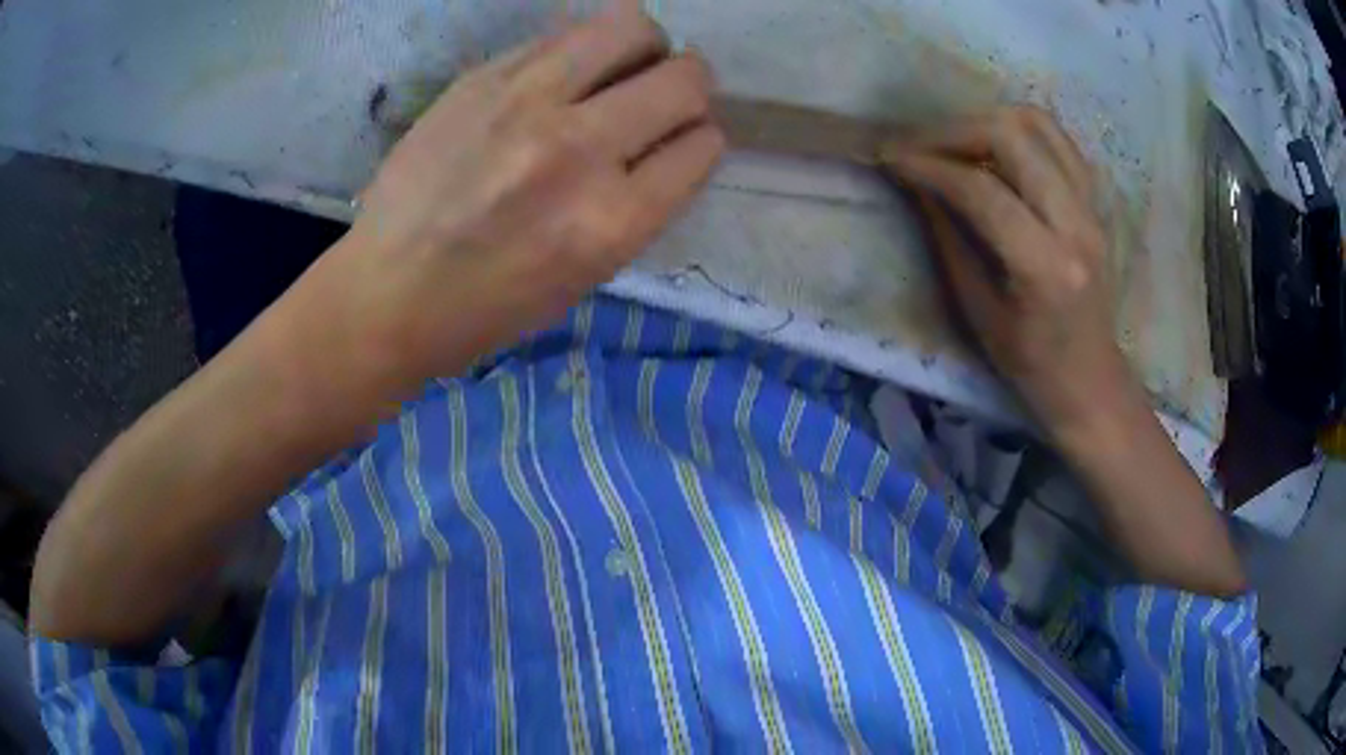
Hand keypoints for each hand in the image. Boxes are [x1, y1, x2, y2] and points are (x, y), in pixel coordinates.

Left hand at [327, 1, 723, 384]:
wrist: (386, 293)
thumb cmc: (488, 307)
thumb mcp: (587, 277)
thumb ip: (640, 204)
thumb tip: (672, 142)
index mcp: (611, 222)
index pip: (703, 146)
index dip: (699, 142)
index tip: (680, 145)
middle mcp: (578, 149)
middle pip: (685, 78)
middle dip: (689, 88)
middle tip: (660, 101)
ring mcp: (526, 101)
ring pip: (632, 27)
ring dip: (642, 49)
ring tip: (617, 72)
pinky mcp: (483, 76)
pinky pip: (565, 32)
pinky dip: (582, 50)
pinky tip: (560, 77)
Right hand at [881, 107, 1133, 440]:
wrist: (1090, 379)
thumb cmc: (1030, 364)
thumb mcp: (978, 311)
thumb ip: (949, 237)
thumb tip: (916, 182)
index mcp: (1046, 267)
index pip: (981, 189)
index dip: (929, 166)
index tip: (891, 159)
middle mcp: (1076, 224)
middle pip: (1012, 135)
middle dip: (954, 131)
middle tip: (919, 146)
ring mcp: (1093, 207)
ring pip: (1038, 123)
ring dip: (987, 121)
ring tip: (955, 142)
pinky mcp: (1098, 201)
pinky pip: (1058, 139)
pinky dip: (1020, 131)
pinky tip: (995, 149)